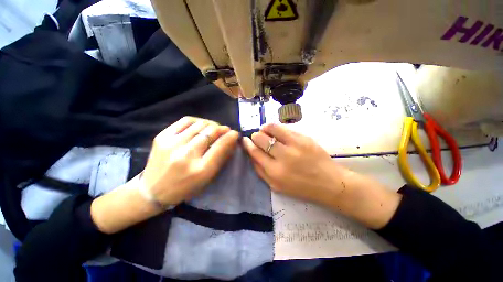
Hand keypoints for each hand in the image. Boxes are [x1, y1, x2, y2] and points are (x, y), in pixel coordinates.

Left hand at [91, 117, 238, 233]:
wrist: (153, 190)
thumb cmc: (185, 187)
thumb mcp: (207, 178)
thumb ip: (220, 158)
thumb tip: (230, 141)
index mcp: (200, 169)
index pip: (220, 146)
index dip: (230, 137)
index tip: (235, 134)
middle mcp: (186, 155)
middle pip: (210, 132)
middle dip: (222, 129)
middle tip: (226, 130)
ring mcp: (172, 144)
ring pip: (200, 125)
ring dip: (211, 124)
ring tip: (214, 128)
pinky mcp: (162, 137)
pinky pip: (186, 121)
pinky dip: (198, 121)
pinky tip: (201, 125)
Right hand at [243, 123, 400, 228]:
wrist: (330, 183)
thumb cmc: (301, 187)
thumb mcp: (276, 186)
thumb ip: (260, 171)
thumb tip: (251, 154)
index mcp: (275, 172)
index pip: (255, 152)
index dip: (247, 144)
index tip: (245, 140)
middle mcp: (283, 157)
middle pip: (261, 139)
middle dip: (255, 136)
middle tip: (257, 137)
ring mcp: (295, 145)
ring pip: (272, 128)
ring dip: (265, 128)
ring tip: (265, 131)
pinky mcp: (304, 138)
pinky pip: (284, 128)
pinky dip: (276, 128)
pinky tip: (276, 131)